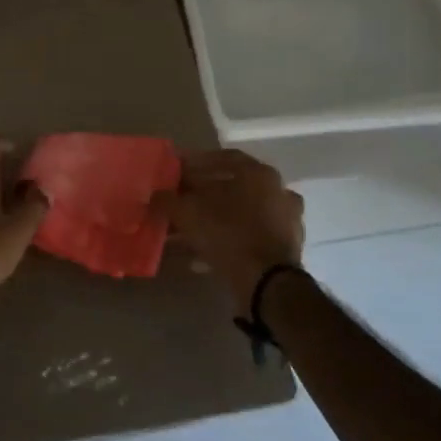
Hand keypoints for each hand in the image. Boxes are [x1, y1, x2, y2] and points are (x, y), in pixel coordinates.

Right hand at [166, 149, 303, 313]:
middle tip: (178, 203)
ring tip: (183, 234)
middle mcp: (277, 191)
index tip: (176, 171)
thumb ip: (168, 200)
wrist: (267, 282)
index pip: (224, 158)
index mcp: (259, 173)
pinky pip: (246, 239)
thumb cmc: (228, 233)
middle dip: (201, 196)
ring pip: (239, 216)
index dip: (196, 163)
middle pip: (232, 188)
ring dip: (210, 222)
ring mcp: (285, 221)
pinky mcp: (284, 249)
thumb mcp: (188, 213)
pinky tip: (199, 257)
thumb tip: (156, 195)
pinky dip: (223, 243)